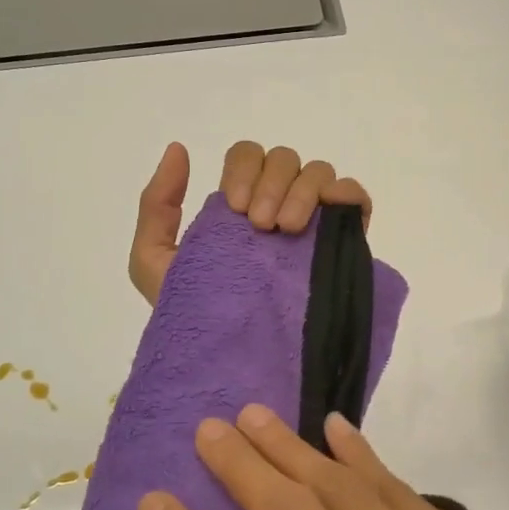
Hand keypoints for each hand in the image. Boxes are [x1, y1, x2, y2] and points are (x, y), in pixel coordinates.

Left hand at [127, 141, 372, 305]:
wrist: (228, 359)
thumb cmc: (191, 312)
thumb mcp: (154, 259)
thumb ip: (157, 204)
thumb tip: (178, 149)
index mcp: (240, 204)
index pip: (248, 157)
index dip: (244, 170)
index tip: (237, 208)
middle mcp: (278, 204)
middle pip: (284, 159)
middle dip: (272, 183)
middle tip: (261, 226)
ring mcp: (314, 221)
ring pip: (318, 172)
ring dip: (303, 192)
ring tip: (287, 231)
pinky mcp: (344, 242)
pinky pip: (354, 198)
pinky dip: (346, 194)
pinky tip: (328, 216)